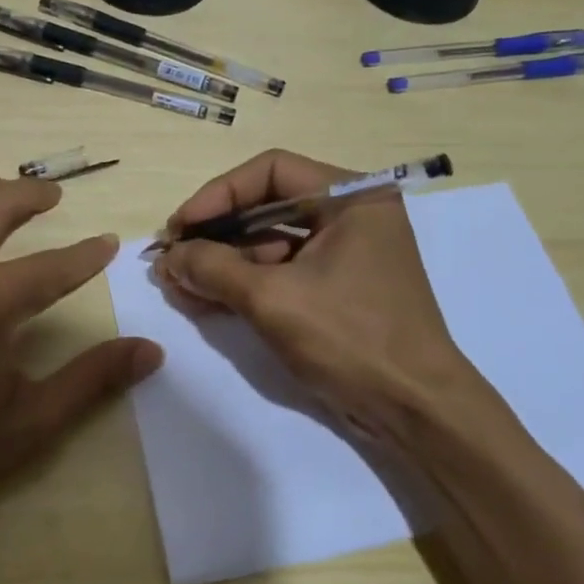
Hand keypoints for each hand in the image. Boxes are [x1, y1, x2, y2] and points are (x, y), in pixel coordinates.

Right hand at [154, 149, 510, 450]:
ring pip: (269, 241)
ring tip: (178, 284)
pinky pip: (281, 271)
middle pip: (267, 205)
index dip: (218, 195)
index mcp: (352, 196)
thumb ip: (213, 268)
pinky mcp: (336, 287)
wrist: (416, 412)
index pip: (271, 172)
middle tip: (172, 257)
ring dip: (223, 262)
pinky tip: (204, 299)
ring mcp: (345, 252)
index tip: (179, 227)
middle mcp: (350, 214)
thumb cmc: (351, 339)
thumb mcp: (273, 299)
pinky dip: (244, 283)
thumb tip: (168, 257)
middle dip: (216, 234)